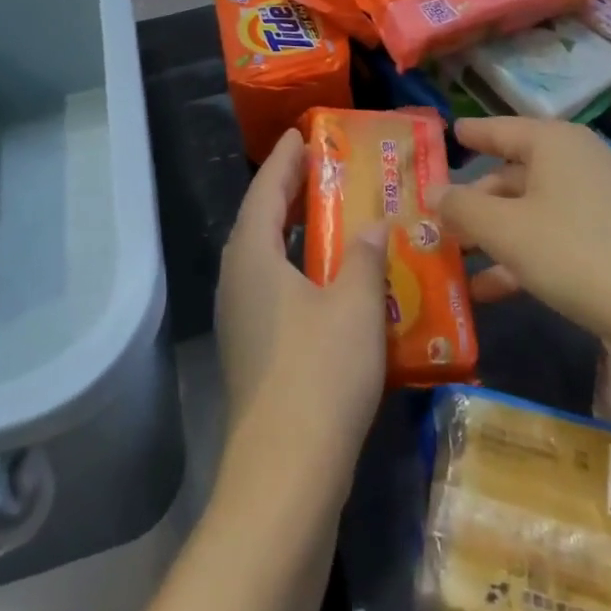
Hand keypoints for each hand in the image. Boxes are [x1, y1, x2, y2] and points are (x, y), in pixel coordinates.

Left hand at [215, 129, 388, 465]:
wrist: (285, 477)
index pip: (265, 188)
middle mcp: (237, 279)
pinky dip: (298, 268)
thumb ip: (363, 256)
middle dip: (290, 190)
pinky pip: (273, 287)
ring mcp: (240, 318)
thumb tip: (373, 224)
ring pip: (266, 256)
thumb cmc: (320, 374)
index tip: (302, 133)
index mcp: (252, 255)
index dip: (285, 158)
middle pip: (260, 219)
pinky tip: (330, 280)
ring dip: (295, 231)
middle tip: (324, 168)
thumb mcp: (354, 304)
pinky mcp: (252, 350)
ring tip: (330, 215)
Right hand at [437, 118, 610, 354]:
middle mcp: (579, 161)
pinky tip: (493, 290)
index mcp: (553, 142)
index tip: (444, 136)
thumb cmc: (576, 252)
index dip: (469, 135)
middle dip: (475, 201)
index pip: (499, 128)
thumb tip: (432, 191)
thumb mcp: (505, 230)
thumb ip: (461, 208)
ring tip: (456, 261)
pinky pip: (556, 236)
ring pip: (532, 210)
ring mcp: (602, 201)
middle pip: (513, 173)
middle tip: (438, 221)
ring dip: (495, 236)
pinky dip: (524, 256)